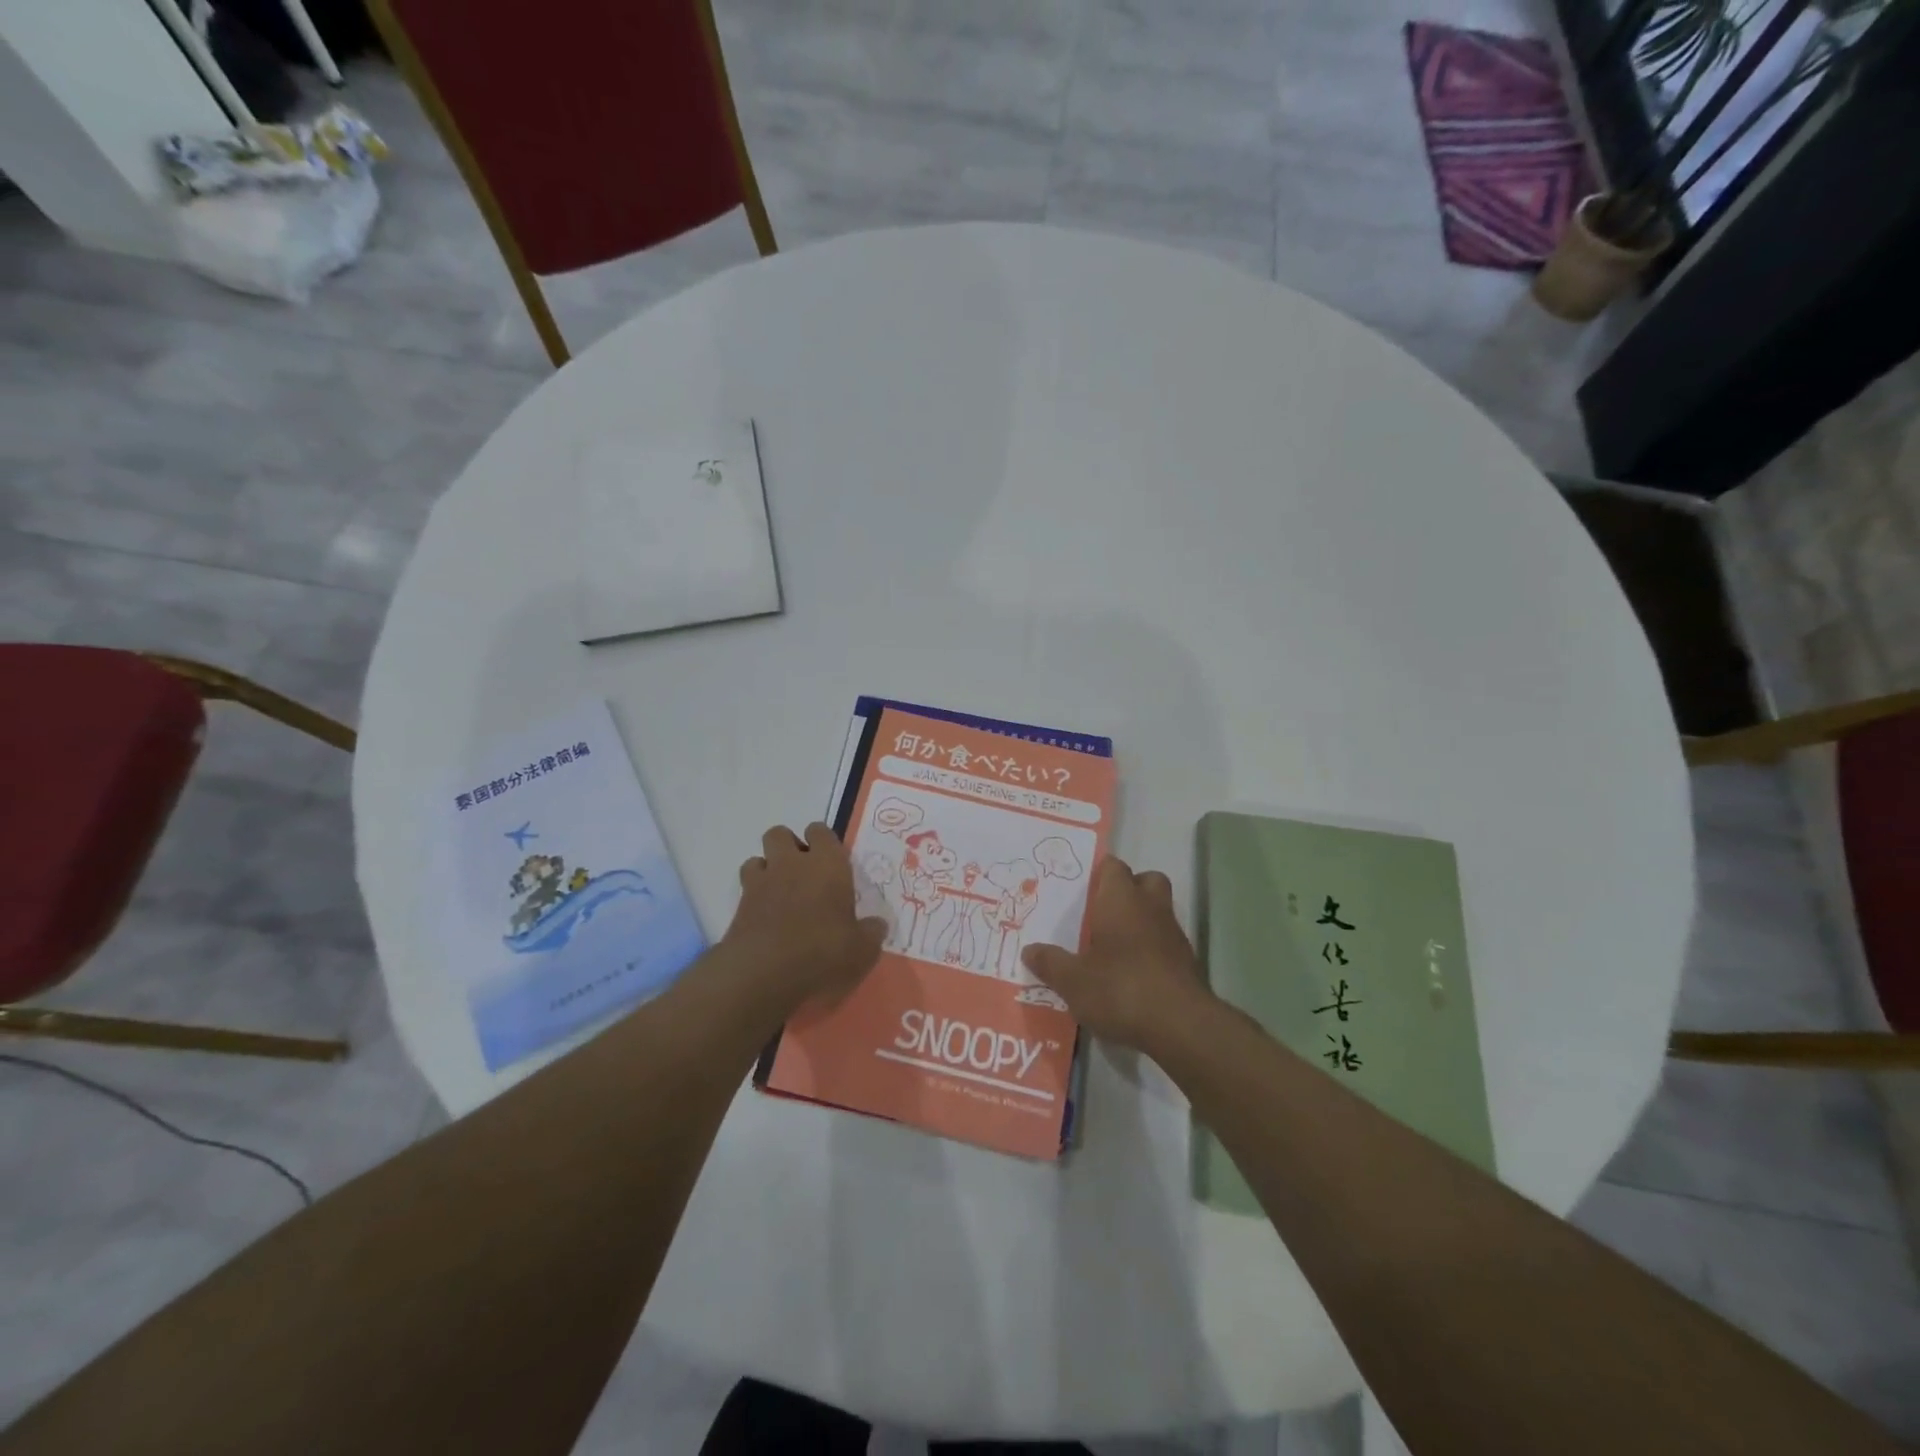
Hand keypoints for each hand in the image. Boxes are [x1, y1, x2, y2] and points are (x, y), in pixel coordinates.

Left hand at [722, 823, 887, 1010]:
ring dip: (767, 870)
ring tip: (780, 895)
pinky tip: (765, 919)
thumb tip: (876, 926)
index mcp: (827, 864)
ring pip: (758, 858)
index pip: (821, 831)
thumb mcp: (862, 950)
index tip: (831, 863)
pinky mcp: (738, 906)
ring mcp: (761, 883)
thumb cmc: (823, 952)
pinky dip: (753, 898)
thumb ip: (871, 933)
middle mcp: (792, 864)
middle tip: (803, 875)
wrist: (764, 974)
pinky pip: (745, 889)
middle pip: (780, 834)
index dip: (823, 842)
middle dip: (788, 847)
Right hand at [1021, 855, 1210, 1052]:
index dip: (1098, 874)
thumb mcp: (1072, 980)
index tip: (1080, 892)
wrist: (1180, 1026)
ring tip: (1113, 948)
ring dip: (1140, 922)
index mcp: (1121, 900)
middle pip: (1145, 881)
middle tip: (1102, 913)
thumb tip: (1029, 950)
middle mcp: (1150, 907)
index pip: (1113, 867)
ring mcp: (1173, 934)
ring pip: (1158, 911)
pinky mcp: (1187, 962)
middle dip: (1128, 891)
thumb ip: (1050, 963)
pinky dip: (1151, 950)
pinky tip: (1132, 975)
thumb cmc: (1120, 988)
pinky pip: (1165, 942)